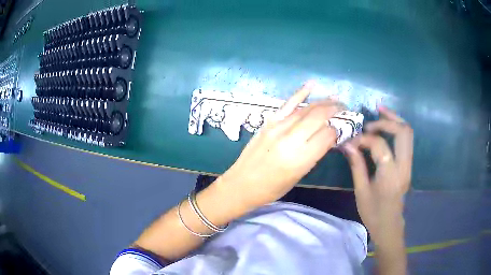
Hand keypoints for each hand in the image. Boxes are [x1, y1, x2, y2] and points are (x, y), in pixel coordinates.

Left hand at [219, 81, 343, 207]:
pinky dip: (300, 93)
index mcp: (300, 158)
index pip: (327, 135)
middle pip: (318, 117)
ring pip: (305, 109)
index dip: (338, 130)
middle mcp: (290, 139)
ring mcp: (277, 128)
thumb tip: (328, 137)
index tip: (342, 128)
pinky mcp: (268, 122)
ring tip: (335, 99)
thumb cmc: (271, 188)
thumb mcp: (298, 176)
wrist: (241, 184)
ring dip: (323, 102)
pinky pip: (287, 104)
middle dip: (335, 110)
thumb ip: (314, 154)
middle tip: (344, 108)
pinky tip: (312, 85)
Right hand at [343, 107, 412, 243]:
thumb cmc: (373, 213)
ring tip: (380, 111)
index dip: (365, 138)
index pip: (380, 145)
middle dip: (386, 120)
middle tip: (370, 120)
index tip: (352, 140)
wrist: (389, 226)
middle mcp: (404, 167)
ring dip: (394, 120)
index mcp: (390, 176)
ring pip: (408, 133)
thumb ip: (356, 165)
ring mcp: (408, 165)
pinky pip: (406, 140)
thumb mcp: (361, 191)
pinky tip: (386, 125)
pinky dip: (397, 128)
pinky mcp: (408, 164)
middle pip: (403, 132)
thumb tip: (347, 144)